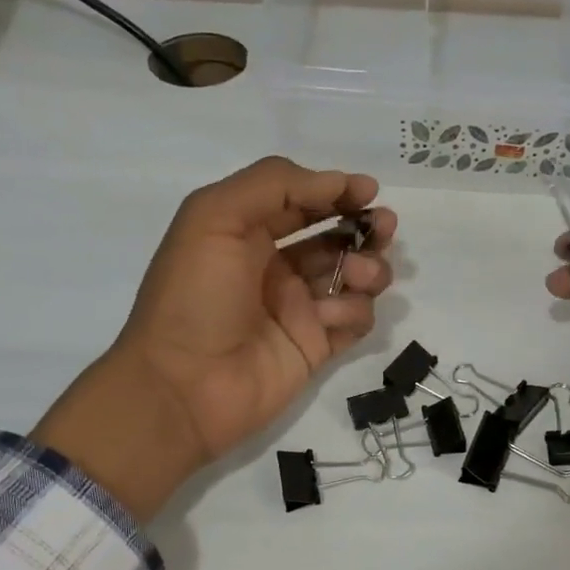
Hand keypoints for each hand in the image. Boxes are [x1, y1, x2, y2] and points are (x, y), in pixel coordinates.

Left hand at [34, 158, 395, 517]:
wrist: (185, 386)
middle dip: (365, 227)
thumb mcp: (215, 217)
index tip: (368, 191)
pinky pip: (354, 320)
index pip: (301, 202)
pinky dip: (355, 310)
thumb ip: (273, 184)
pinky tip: (333, 316)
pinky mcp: (316, 347)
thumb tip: (337, 183)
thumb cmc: (195, 296)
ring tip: (362, 275)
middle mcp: (276, 268)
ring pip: (353, 277)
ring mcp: (299, 309)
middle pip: (336, 237)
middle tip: (384, 228)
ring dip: (368, 267)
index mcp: (247, 234)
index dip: (336, 191)